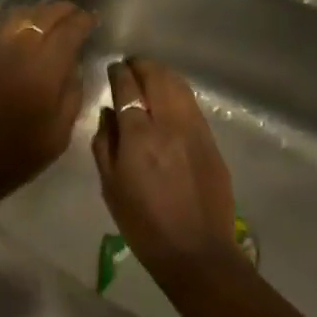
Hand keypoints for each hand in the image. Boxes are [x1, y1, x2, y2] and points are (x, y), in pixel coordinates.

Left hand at [0, 1, 95, 220]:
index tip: (93, 20)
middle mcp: (16, 50)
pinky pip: (0, 30)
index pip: (68, 30)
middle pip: (43, 16)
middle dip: (63, 11)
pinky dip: (18, 24)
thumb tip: (74, 65)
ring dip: (39, 14)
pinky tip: (24, 34)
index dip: (83, 21)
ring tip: (51, 20)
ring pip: (19, 16)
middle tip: (76, 15)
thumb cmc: (16, 158)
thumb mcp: (59, 134)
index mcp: (43, 69)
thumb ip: (72, 93)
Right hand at [90, 58, 238, 285]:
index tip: (114, 68)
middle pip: (157, 77)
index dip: (120, 73)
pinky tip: (170, 100)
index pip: (128, 87)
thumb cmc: (143, 224)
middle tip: (131, 67)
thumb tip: (109, 113)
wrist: (195, 251)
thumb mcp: (111, 186)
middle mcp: (169, 124)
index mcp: (140, 136)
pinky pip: (192, 105)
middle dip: (142, 66)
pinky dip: (178, 93)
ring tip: (150, 77)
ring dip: (162, 75)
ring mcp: (195, 130)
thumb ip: (105, 143)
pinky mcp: (212, 140)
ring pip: (179, 86)